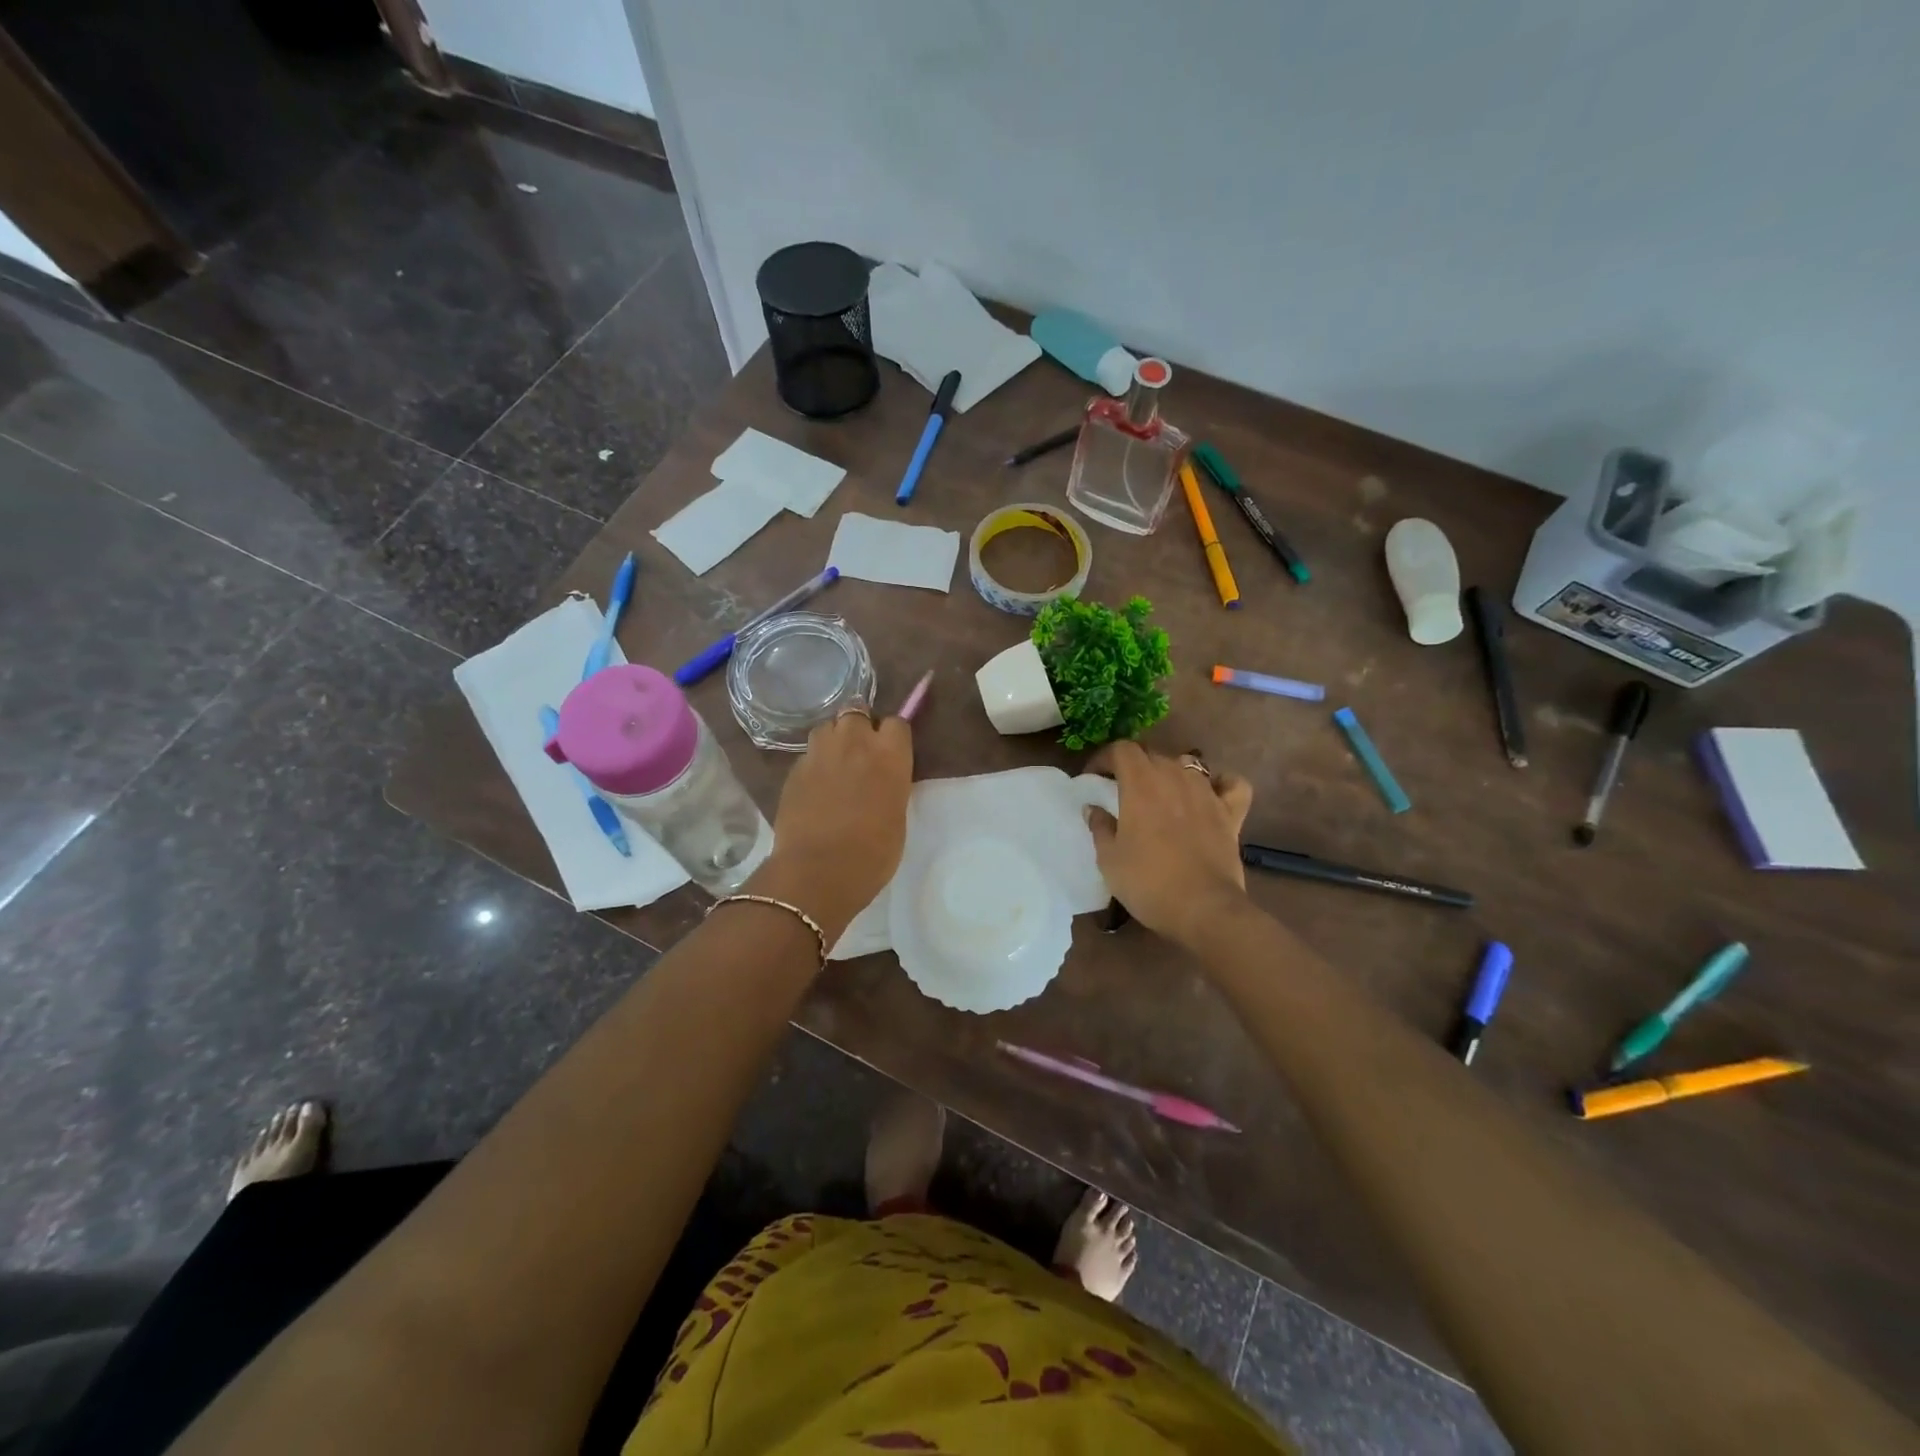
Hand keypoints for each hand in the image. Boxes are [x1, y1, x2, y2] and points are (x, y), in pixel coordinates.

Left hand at [752, 710, 913, 939]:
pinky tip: (815, 787)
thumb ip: (891, 785)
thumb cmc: (873, 852)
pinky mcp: (793, 769)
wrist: (819, 871)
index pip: (897, 723)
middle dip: (859, 727)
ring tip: (835, 764)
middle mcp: (855, 742)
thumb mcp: (897, 815)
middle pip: (857, 712)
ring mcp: (819, 752)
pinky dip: (814, 764)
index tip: (891, 751)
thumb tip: (882, 780)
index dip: (893, 736)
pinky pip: (808, 754)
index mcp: (890, 755)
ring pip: (827, 727)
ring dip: (834, 739)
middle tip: (861, 753)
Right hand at [1086, 742, 1252, 948]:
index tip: (1094, 778)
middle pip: (1152, 754)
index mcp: (1141, 783)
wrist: (1203, 909)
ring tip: (1161, 795)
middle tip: (1121, 791)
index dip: (1104, 758)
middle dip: (1133, 767)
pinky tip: (1210, 795)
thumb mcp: (1109, 858)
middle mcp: (1175, 777)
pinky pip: (1230, 785)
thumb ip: (1099, 826)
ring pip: (1187, 765)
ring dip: (1170, 773)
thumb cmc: (1147, 882)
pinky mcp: (1231, 812)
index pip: (1121, 749)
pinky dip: (1220, 784)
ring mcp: (1207, 792)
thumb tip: (1093, 808)